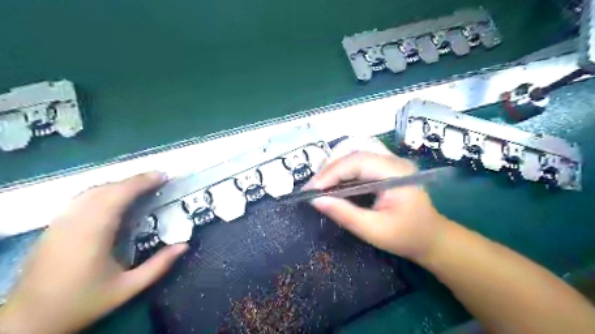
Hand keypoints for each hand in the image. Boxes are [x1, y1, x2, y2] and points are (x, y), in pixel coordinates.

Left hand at [0, 172, 185, 332]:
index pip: (118, 196)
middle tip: (158, 179)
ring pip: (91, 191)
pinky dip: (103, 191)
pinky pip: (82, 199)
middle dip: (134, 180)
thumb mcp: (127, 288)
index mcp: (93, 234)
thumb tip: (184, 245)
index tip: (162, 176)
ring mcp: (60, 223)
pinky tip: (114, 198)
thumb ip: (158, 266)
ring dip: (118, 184)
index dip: (141, 182)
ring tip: (141, 186)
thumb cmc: (83, 302)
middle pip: (106, 189)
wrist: (30, 321)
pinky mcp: (53, 227)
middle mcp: (74, 222)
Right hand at [304, 137, 448, 260]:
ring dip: (335, 161)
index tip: (311, 190)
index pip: (357, 161)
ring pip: (356, 147)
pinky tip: (334, 179)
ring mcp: (390, 160)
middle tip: (315, 186)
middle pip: (355, 147)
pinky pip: (359, 156)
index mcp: (396, 173)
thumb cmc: (406, 237)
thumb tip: (316, 200)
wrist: (431, 237)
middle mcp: (394, 160)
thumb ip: (344, 214)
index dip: (330, 173)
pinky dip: (342, 165)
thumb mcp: (374, 231)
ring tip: (322, 181)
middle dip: (330, 165)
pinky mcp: (385, 165)